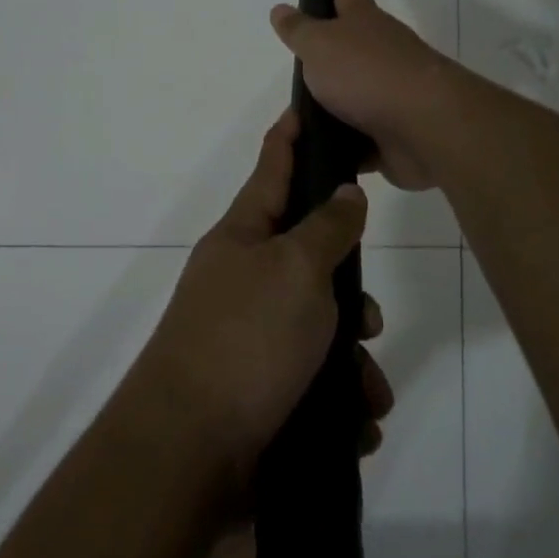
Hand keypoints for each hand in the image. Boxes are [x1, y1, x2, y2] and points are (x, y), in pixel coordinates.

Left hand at [130, 109, 373, 499]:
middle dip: (349, 289)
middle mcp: (243, 279)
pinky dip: (338, 398)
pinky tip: (355, 423)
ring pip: (319, 326)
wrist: (189, 454)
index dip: (292, 134)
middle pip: (309, 257)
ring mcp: (247, 335)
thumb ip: (327, 228)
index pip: (273, 167)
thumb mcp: (296, 270)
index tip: (306, 103)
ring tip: (368, 390)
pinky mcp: (257, 389)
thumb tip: (345, 193)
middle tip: (368, 315)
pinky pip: (312, 379)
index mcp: (243, 236)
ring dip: (352, 359)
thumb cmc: (246, 341)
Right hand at [270, 0, 458, 190]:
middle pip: (353, 43)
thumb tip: (281, 9)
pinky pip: (358, 138)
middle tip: (301, 51)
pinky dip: (341, 144)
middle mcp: (380, 52)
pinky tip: (319, 153)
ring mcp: (390, 94)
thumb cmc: (366, 73)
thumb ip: (299, 30)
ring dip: (332, 103)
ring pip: (354, 94)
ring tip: (298, 115)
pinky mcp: (392, 133)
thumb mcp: (320, 45)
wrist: (424, 126)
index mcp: (363, 22)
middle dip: (331, 45)